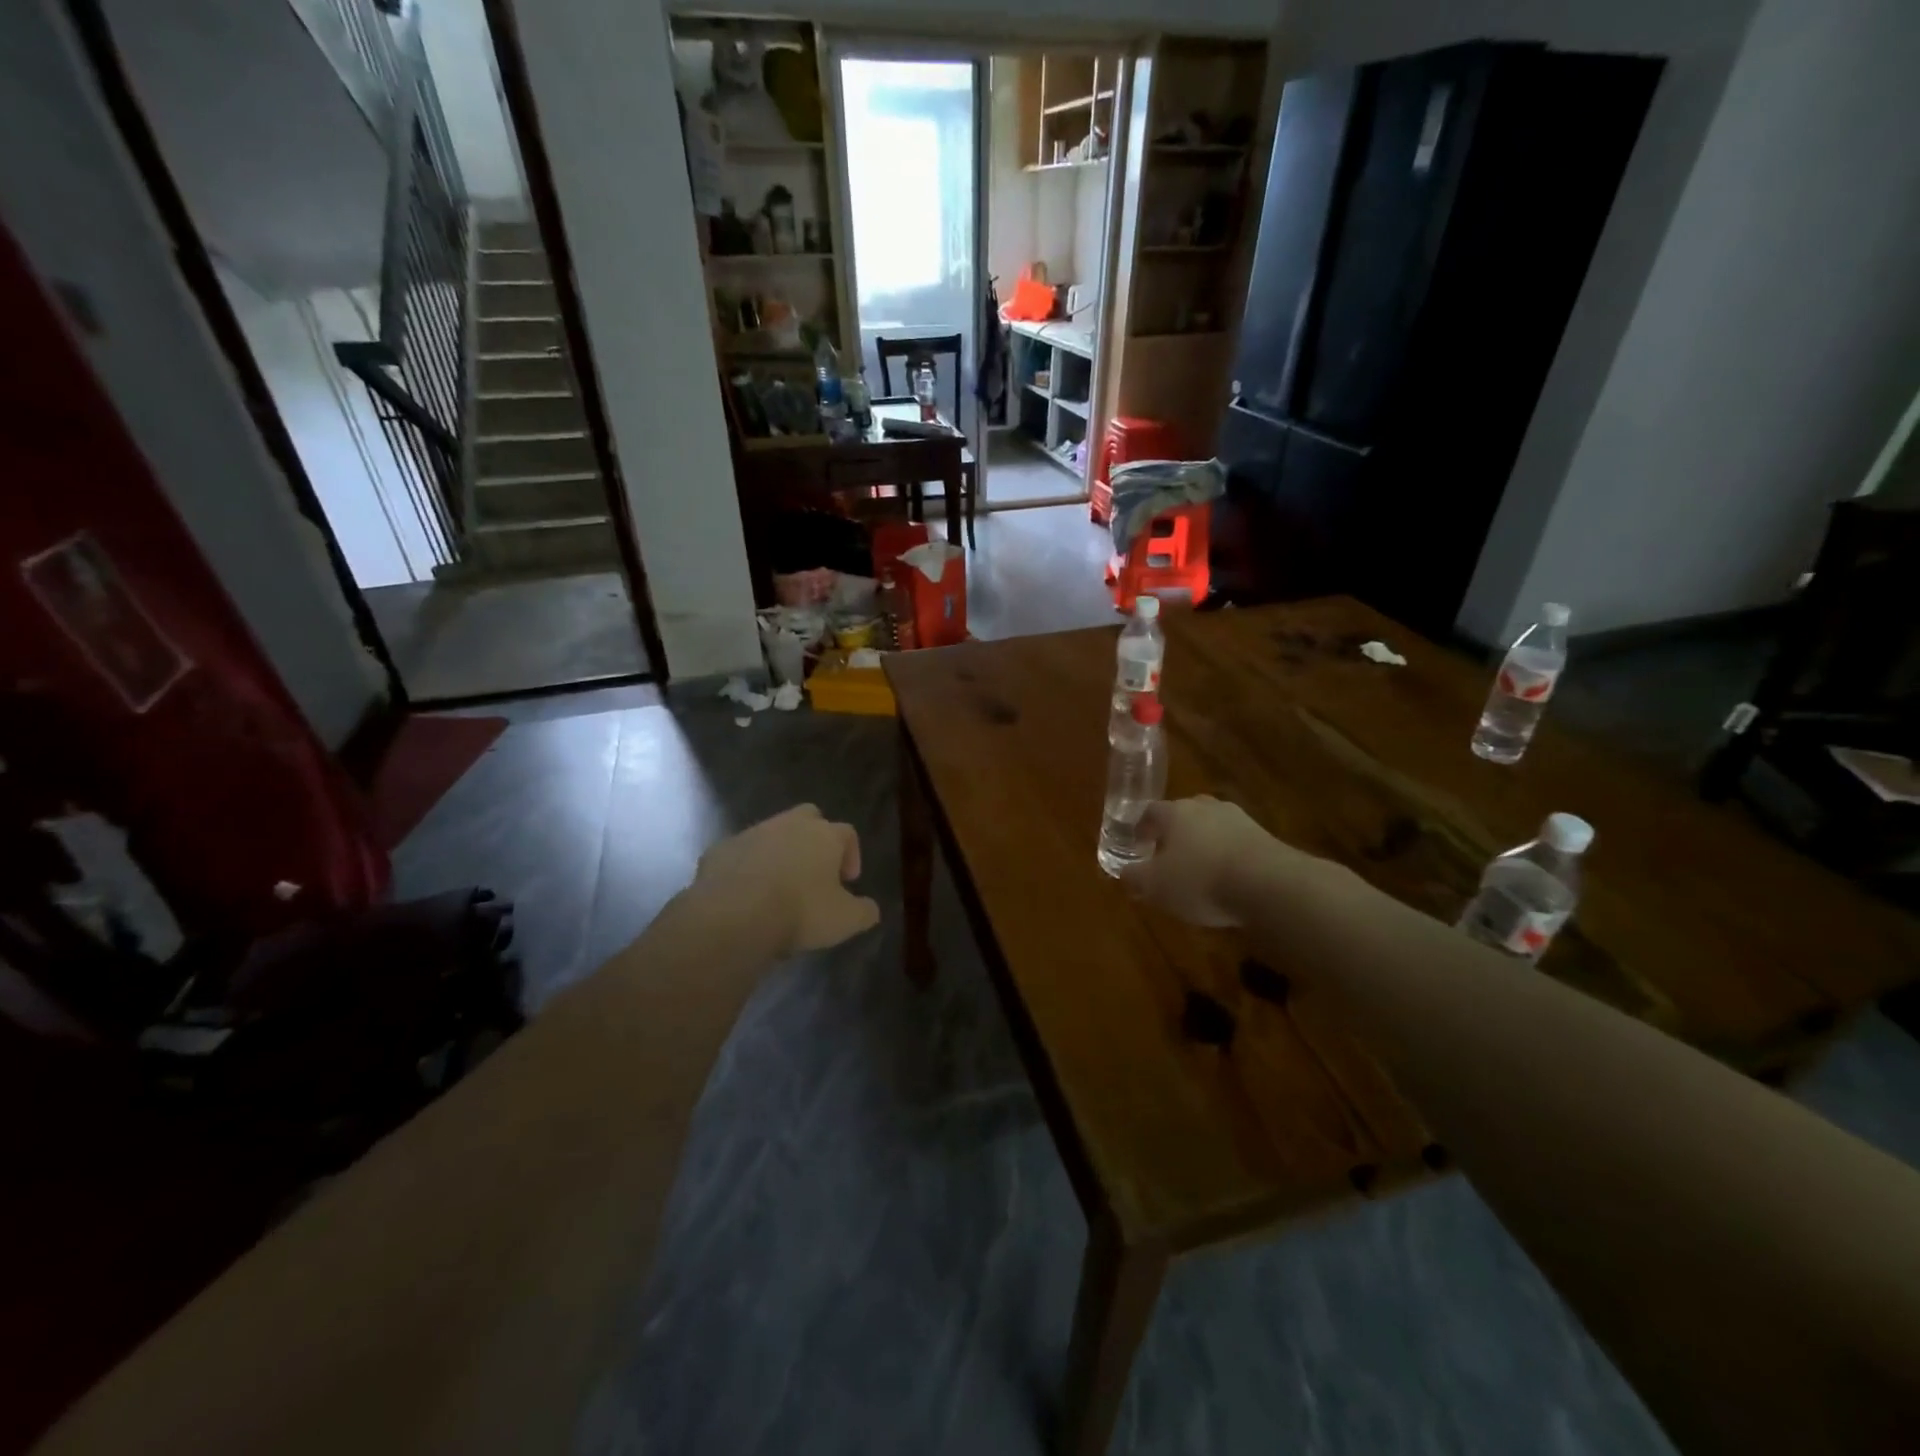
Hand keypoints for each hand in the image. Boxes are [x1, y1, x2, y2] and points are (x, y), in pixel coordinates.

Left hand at [693, 804, 880, 955]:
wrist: (733, 915)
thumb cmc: (800, 912)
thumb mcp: (845, 921)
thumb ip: (864, 912)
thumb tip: (871, 909)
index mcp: (825, 835)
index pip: (847, 834)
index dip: (851, 855)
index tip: (848, 882)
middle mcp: (789, 825)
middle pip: (809, 818)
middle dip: (814, 839)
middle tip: (814, 871)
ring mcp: (752, 833)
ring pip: (771, 834)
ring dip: (779, 853)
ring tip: (778, 888)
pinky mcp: (720, 849)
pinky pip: (740, 854)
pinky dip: (746, 868)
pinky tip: (746, 895)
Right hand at [1119, 796, 1306, 927]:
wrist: (1268, 884)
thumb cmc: (1200, 880)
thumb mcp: (1155, 886)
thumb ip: (1135, 877)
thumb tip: (1124, 872)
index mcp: (1174, 812)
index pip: (1151, 811)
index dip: (1142, 827)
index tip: (1139, 844)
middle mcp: (1206, 808)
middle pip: (1184, 814)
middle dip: (1175, 833)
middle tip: (1168, 855)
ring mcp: (1239, 820)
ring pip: (1213, 827)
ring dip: (1204, 844)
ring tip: (1200, 870)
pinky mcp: (1265, 838)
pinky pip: (1236, 843)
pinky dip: (1228, 856)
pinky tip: (1228, 879)